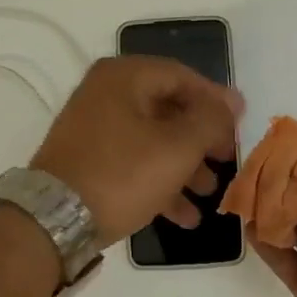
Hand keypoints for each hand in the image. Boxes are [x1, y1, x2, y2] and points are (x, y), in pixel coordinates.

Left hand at [30, 56, 242, 244]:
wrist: (55, 221)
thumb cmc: (123, 174)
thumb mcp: (178, 146)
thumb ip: (210, 120)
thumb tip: (230, 102)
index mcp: (125, 77)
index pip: (183, 76)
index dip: (216, 100)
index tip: (241, 124)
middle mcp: (105, 94)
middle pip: (168, 109)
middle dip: (201, 139)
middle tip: (226, 160)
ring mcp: (93, 128)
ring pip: (152, 139)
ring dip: (184, 166)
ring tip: (209, 193)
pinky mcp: (87, 161)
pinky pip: (133, 162)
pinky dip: (159, 182)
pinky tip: (184, 216)